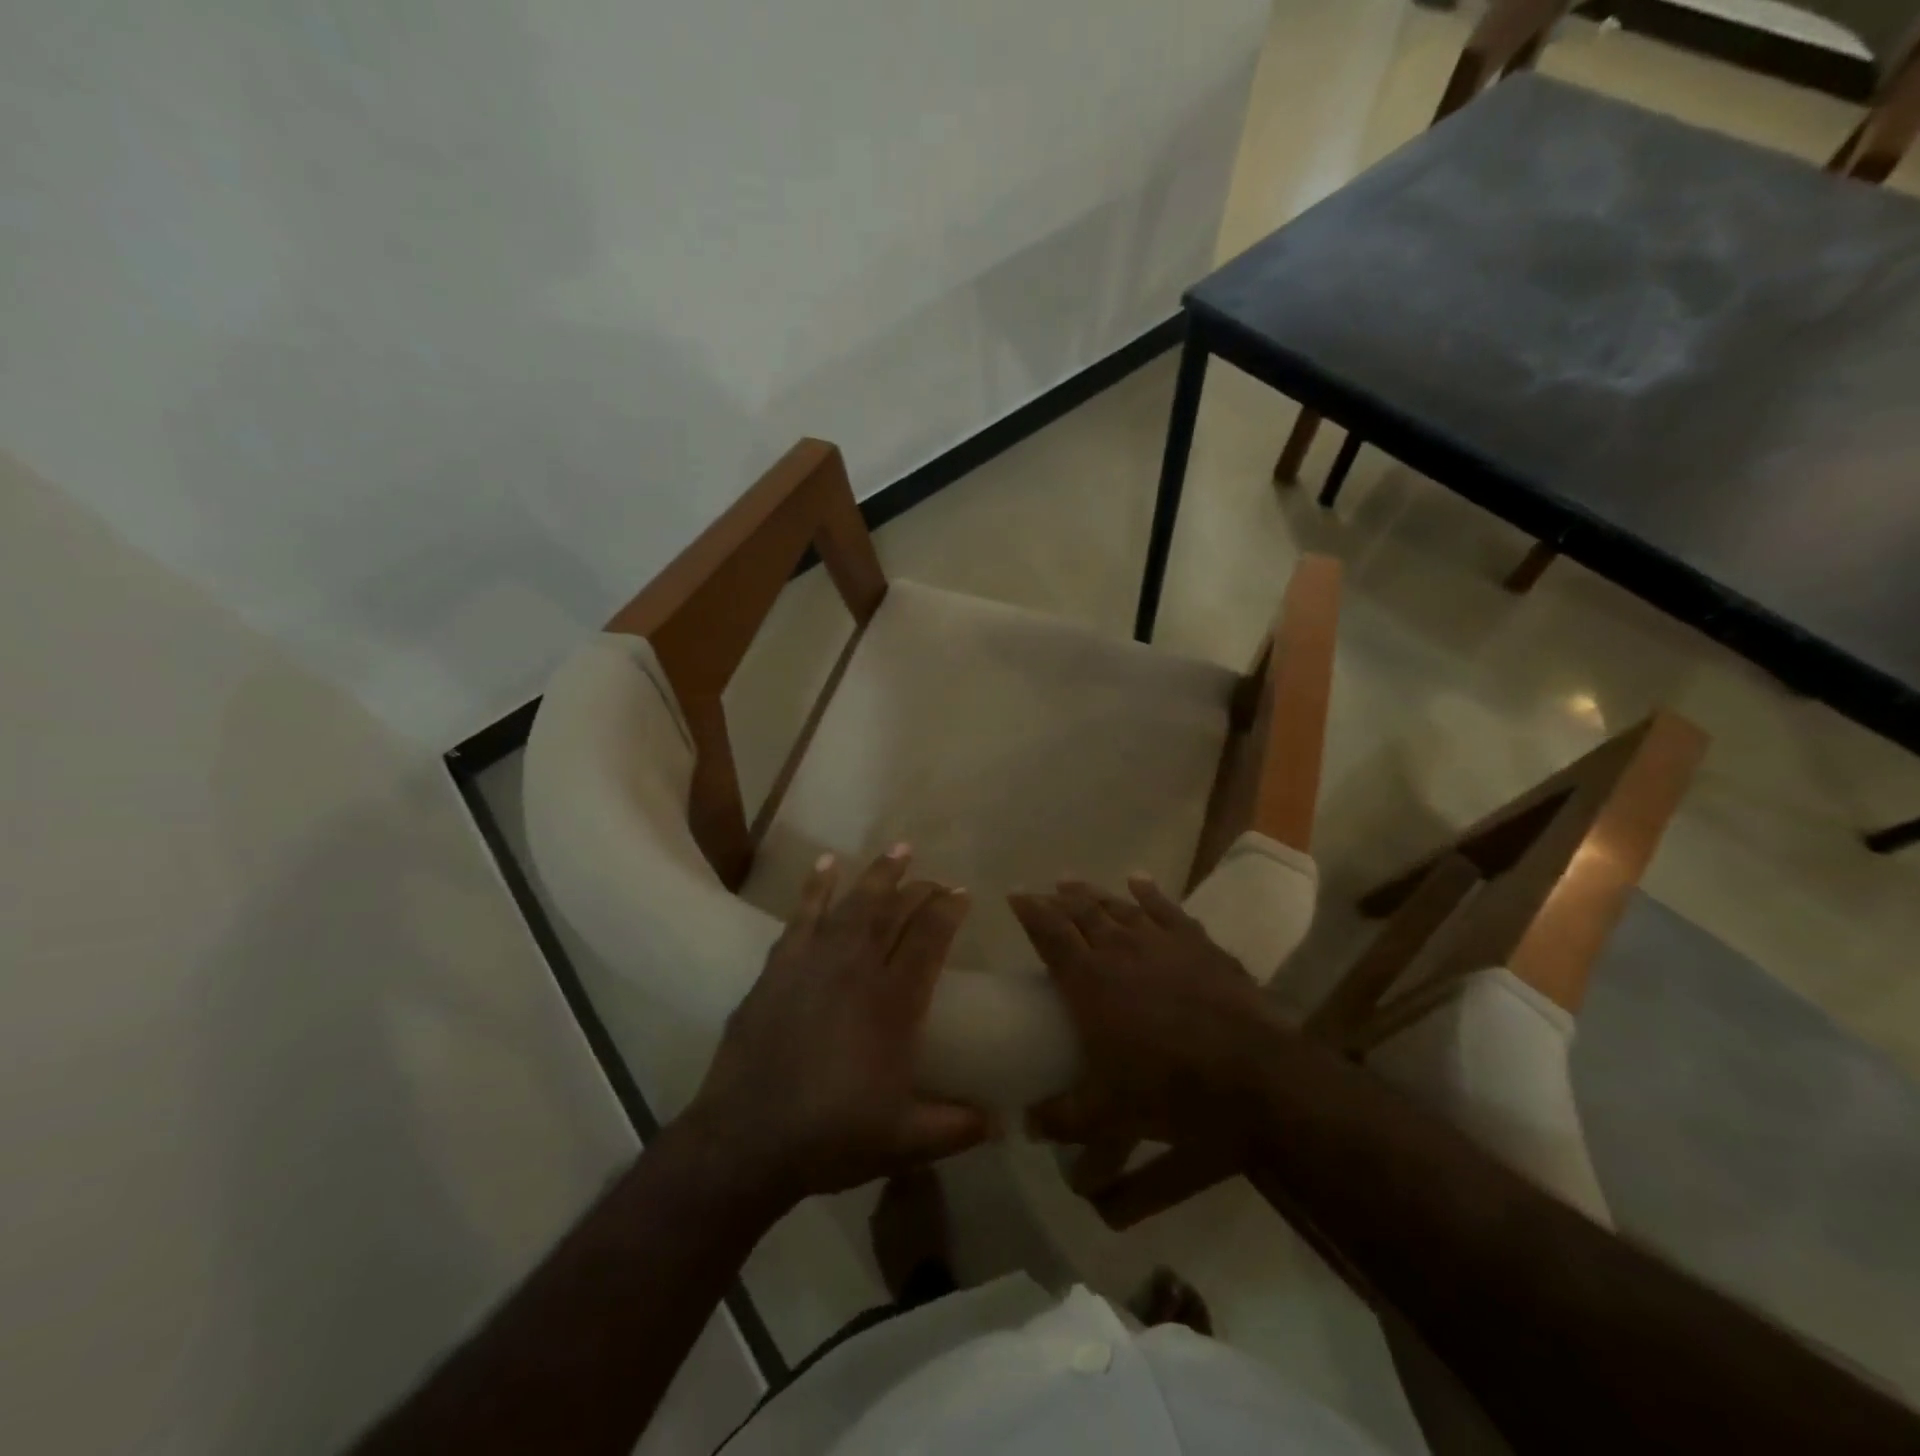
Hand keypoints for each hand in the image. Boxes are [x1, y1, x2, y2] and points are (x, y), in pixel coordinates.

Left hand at [683, 846, 995, 1206]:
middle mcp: (858, 969)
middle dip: (920, 889)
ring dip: (879, 874)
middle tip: (936, 880)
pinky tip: (826, 864)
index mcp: (894, 1002)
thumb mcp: (905, 1141)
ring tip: (899, 850)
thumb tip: (1001, 1125)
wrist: (746, 1140)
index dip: (949, 910)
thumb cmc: (832, 1137)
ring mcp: (815, 962)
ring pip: (854, 904)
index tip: (963, 895)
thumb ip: (956, 1128)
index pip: (930, 937)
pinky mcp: (779, 966)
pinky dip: (816, 886)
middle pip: (895, 912)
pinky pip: (802, 914)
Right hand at [1009, 877, 1284, 1145]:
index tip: (1014, 895)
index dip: (1029, 910)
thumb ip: (1061, 1118)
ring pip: (1117, 905)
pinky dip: (1147, 892)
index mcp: (1088, 981)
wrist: (1251, 1074)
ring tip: (1076, 883)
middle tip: (1045, 891)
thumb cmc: (1169, 1090)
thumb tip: (1025, 1125)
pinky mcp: (1196, 942)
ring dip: (1094, 893)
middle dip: (1059, 899)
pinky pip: (1165, 908)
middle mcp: (1118, 948)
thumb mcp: (1106, 1115)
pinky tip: (1137, 880)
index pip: (1049, 933)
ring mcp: (1160, 940)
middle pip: (1081, 911)